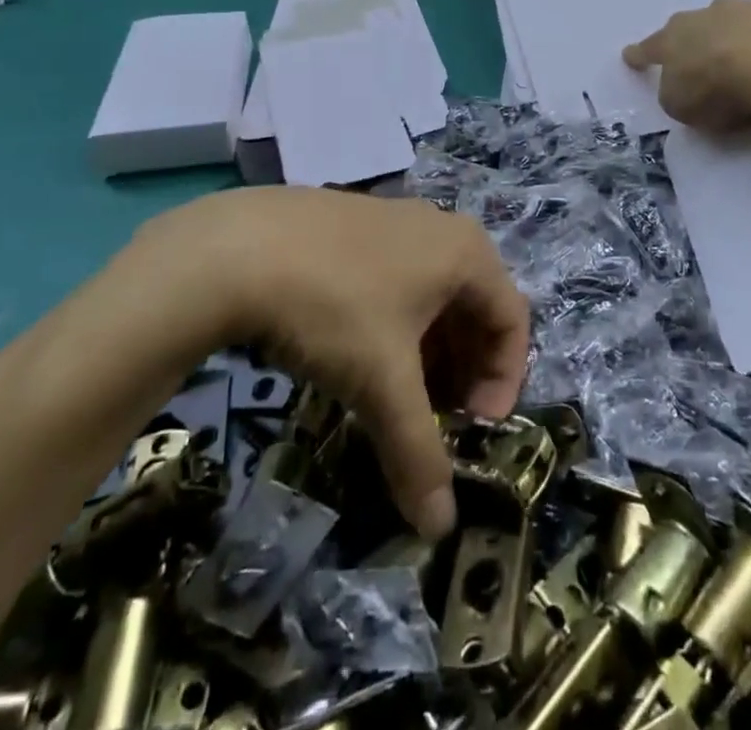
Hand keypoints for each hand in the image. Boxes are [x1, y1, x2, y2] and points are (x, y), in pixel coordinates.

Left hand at [120, 188, 529, 538]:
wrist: (237, 246)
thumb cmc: (334, 307)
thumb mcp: (381, 383)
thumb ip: (418, 454)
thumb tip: (441, 529)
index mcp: (466, 251)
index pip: (512, 321)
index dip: (502, 383)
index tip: (473, 431)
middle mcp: (439, 227)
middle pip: (474, 308)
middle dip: (463, 372)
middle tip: (437, 422)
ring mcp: (393, 220)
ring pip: (431, 296)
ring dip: (428, 353)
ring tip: (396, 398)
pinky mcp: (354, 225)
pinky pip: (395, 280)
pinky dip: (393, 326)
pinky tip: (355, 357)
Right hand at [624, 0, 750, 130]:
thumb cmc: (718, 87)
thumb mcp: (682, 105)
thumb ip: (678, 96)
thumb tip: (686, 90)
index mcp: (677, 37)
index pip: (652, 47)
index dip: (640, 54)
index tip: (630, 55)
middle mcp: (712, 15)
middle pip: (698, 24)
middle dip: (698, 36)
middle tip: (703, 56)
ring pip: (741, 19)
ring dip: (742, 33)